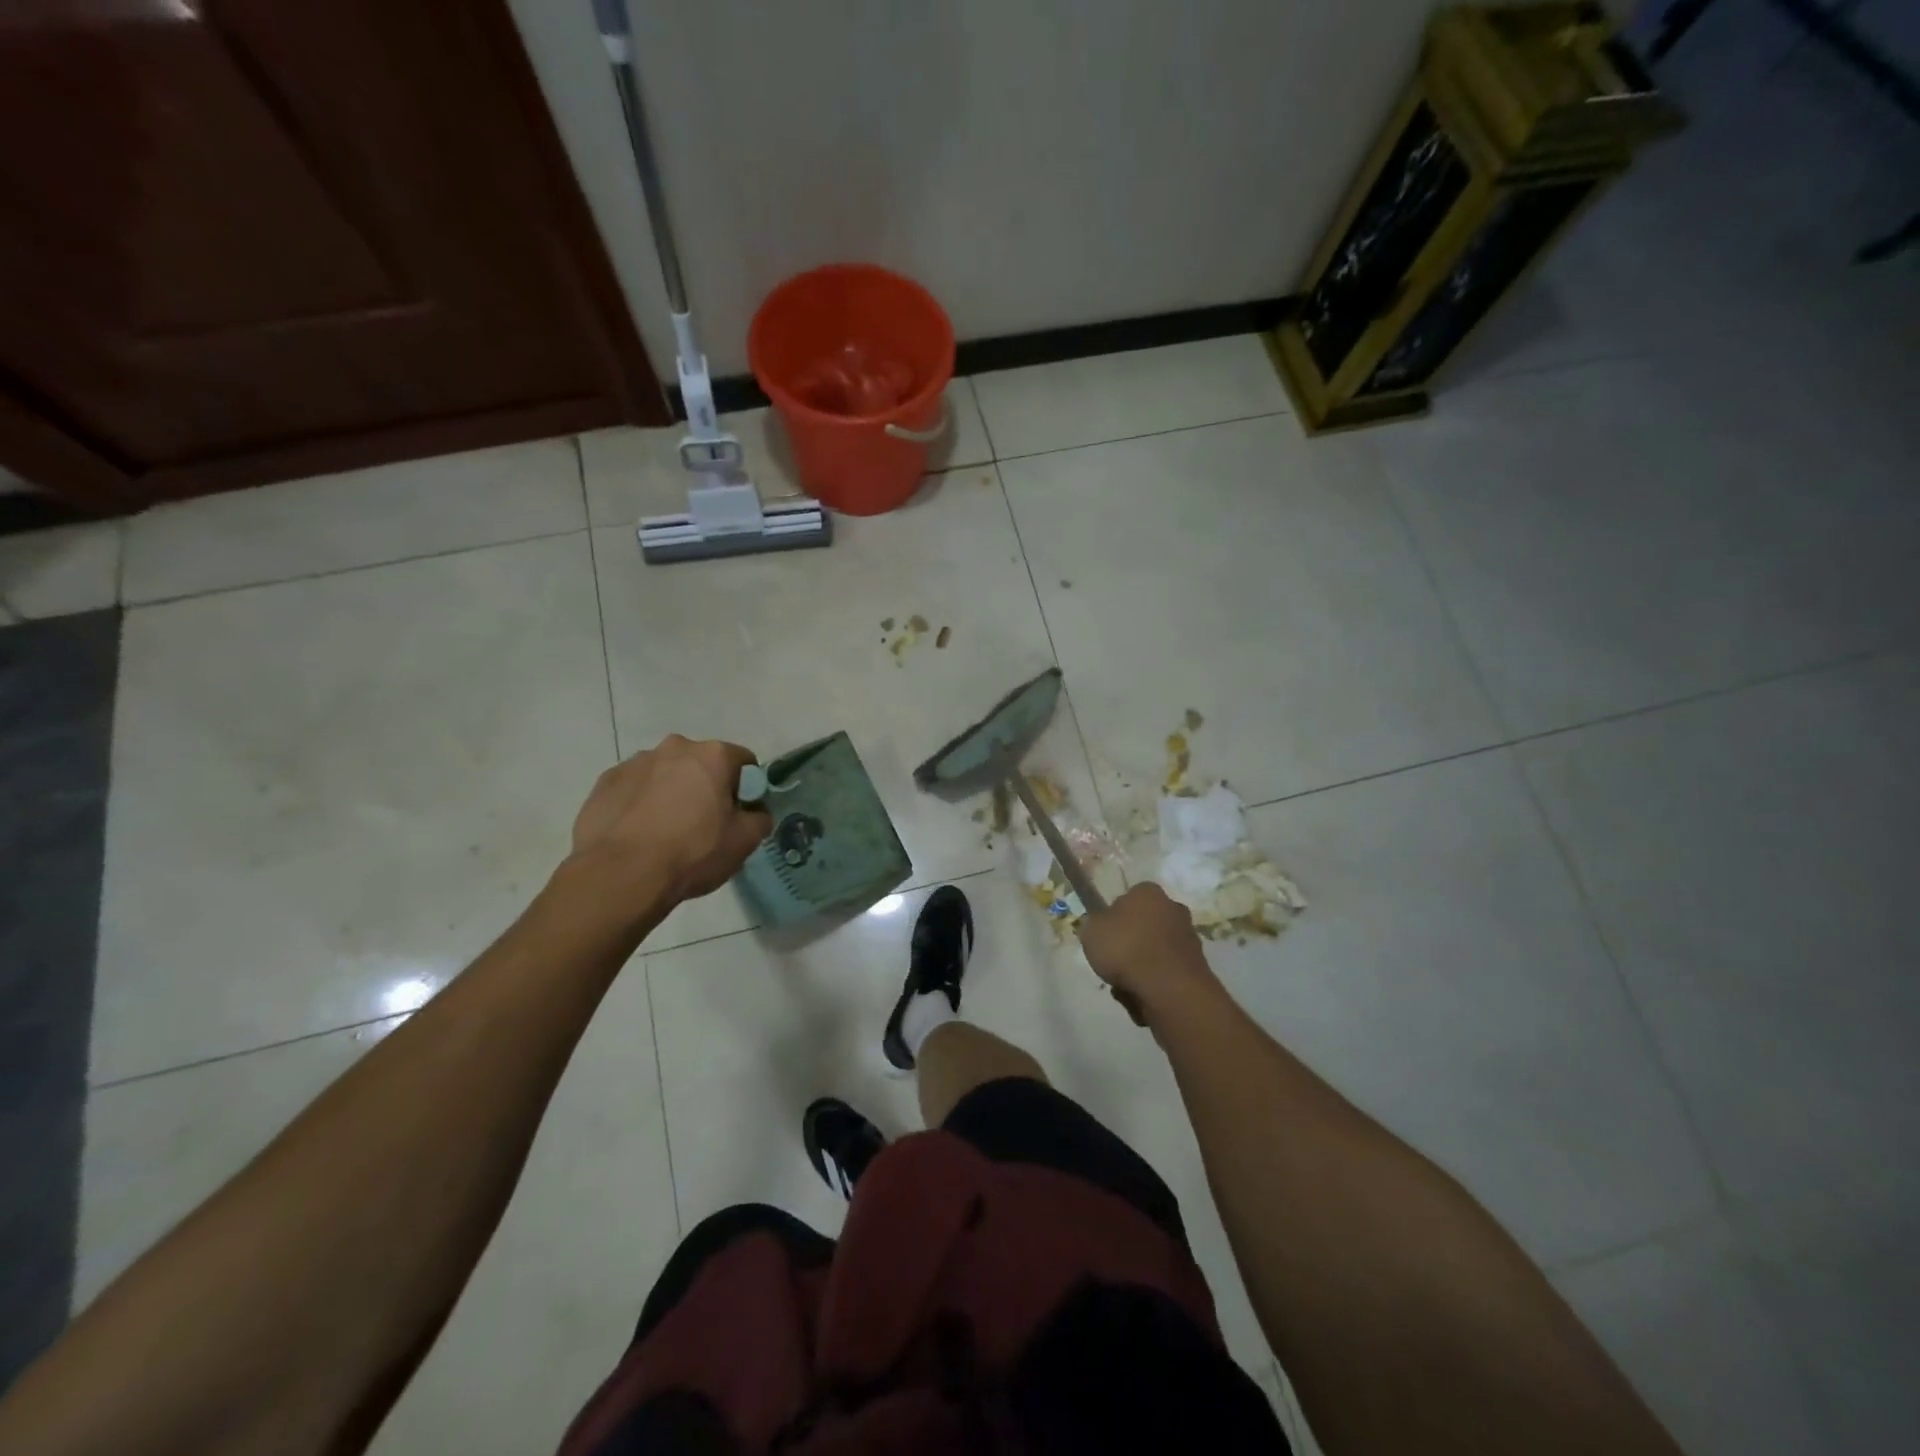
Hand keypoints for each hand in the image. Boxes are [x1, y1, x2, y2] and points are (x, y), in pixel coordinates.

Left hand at [569, 736, 771, 904]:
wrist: (620, 875)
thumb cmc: (692, 852)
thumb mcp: (744, 842)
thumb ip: (759, 818)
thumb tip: (755, 812)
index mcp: (713, 755)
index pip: (744, 761)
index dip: (746, 788)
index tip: (739, 814)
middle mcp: (675, 747)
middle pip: (701, 764)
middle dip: (705, 787)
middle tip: (704, 824)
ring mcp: (635, 762)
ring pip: (665, 774)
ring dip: (671, 793)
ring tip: (665, 832)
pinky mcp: (605, 782)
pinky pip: (634, 788)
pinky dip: (640, 804)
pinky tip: (638, 834)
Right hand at [1078, 883, 1219, 1020]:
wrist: (1169, 989)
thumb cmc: (1126, 949)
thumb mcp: (1091, 931)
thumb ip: (1094, 924)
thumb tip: (1102, 926)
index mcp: (1148, 892)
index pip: (1128, 898)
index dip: (1114, 917)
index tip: (1105, 936)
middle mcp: (1173, 908)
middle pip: (1145, 924)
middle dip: (1132, 942)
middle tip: (1114, 961)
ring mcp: (1189, 937)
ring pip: (1156, 950)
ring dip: (1143, 965)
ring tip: (1126, 985)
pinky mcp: (1198, 965)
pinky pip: (1167, 971)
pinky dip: (1156, 981)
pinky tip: (1143, 996)